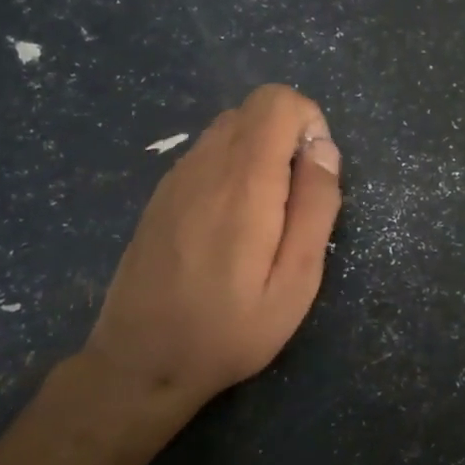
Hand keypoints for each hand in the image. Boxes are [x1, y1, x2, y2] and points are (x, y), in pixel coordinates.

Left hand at [80, 84, 342, 447]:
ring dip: (261, 153)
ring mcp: (176, 177)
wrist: (140, 363)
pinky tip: (230, 227)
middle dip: (289, 137)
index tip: (315, 175)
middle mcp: (204, 164)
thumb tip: (324, 149)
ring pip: (230, 128)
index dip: (309, 123)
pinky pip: (207, 153)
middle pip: (254, 108)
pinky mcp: (162, 194)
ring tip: (265, 218)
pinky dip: (233, 168)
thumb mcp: (296, 282)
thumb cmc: (230, 330)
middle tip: (295, 202)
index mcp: (243, 181)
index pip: (277, 101)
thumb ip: (316, 207)